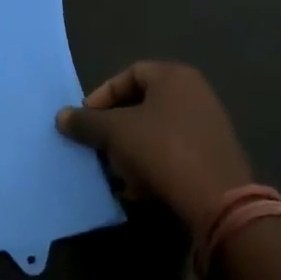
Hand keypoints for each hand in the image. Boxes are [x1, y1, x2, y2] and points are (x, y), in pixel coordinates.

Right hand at [56, 62, 252, 227]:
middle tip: (99, 148)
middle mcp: (195, 94)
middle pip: (142, 104)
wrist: (220, 204)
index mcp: (174, 76)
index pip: (128, 75)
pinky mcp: (215, 157)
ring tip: (118, 174)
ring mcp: (209, 126)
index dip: (102, 96)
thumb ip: (86, 122)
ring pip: (156, 132)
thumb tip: (61, 117)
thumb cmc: (163, 151)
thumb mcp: (115, 133)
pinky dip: (153, 166)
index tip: (86, 121)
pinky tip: (141, 190)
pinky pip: (174, 153)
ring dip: (132, 150)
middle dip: (115, 128)